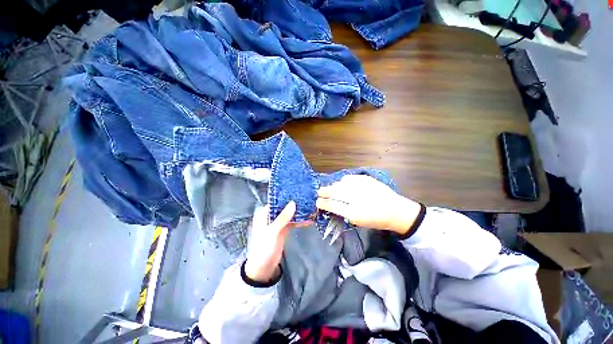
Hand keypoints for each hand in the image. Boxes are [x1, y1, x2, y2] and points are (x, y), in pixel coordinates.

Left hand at [245, 201, 310, 282]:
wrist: (263, 268)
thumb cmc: (263, 248)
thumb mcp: (272, 232)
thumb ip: (283, 217)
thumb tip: (293, 202)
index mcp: (265, 214)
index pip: (276, 201)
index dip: (286, 196)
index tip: (298, 191)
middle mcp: (271, 216)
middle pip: (284, 207)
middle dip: (295, 204)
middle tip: (307, 198)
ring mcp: (278, 223)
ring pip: (289, 214)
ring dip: (298, 213)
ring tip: (310, 208)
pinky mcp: (283, 230)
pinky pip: (292, 223)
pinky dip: (299, 221)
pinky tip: (308, 220)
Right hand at [316, 175, 420, 234]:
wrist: (395, 210)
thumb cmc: (375, 219)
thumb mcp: (358, 221)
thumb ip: (344, 213)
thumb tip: (331, 205)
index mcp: (355, 213)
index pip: (334, 206)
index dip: (324, 203)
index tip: (317, 202)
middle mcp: (357, 198)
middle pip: (336, 193)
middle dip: (325, 192)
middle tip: (319, 192)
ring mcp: (362, 187)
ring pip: (341, 184)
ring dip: (333, 186)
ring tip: (329, 188)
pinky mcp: (367, 180)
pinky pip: (350, 178)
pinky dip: (344, 181)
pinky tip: (342, 183)